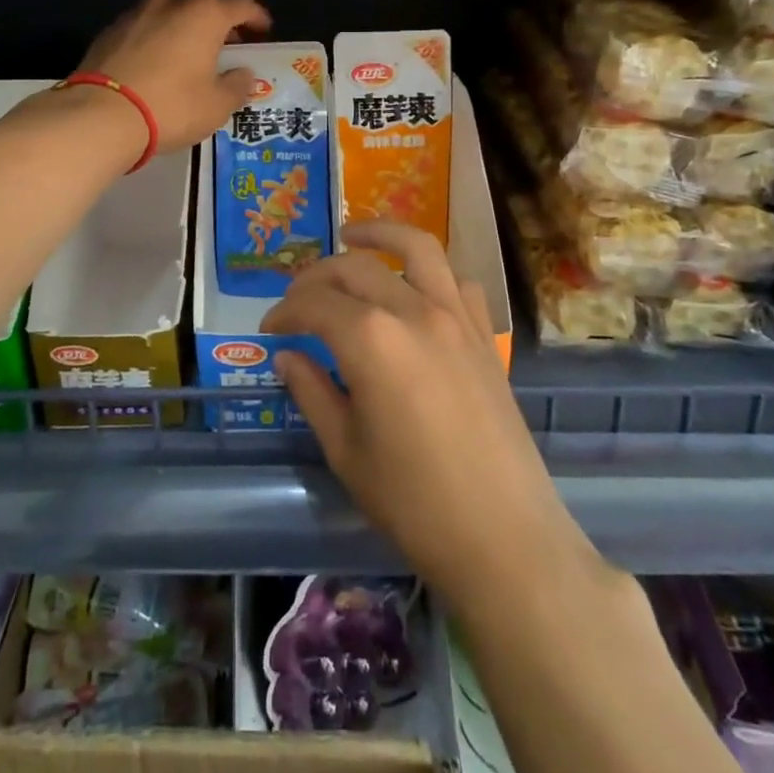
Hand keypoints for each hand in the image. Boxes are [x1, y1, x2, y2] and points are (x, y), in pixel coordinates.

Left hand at [78, 0, 270, 151]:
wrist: (100, 115)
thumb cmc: (171, 106)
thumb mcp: (217, 105)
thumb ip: (237, 85)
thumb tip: (243, 74)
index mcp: (204, 13)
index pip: (241, 5)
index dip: (257, 18)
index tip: (263, 33)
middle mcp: (171, 2)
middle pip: (204, 6)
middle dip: (220, 24)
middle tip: (228, 48)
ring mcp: (136, 13)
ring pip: (171, 14)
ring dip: (185, 30)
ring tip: (191, 56)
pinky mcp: (110, 31)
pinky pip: (145, 29)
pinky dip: (158, 40)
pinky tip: (158, 65)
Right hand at [265, 221, 600, 610]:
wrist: (503, 538)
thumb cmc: (413, 501)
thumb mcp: (345, 449)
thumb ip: (311, 390)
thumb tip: (286, 356)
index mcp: (370, 340)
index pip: (314, 304)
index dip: (285, 310)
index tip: (270, 328)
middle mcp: (413, 311)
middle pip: (355, 268)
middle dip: (317, 276)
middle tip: (297, 299)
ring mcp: (456, 317)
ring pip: (417, 248)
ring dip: (380, 234)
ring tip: (353, 236)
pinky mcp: (485, 335)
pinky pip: (457, 282)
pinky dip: (430, 272)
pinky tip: (414, 288)